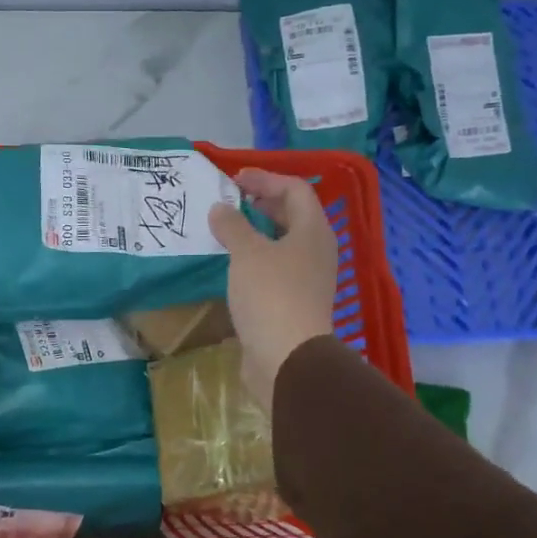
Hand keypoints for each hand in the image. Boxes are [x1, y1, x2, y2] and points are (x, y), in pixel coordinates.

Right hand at [208, 169, 339, 410]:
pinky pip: (274, 269)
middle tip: (229, 202)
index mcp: (313, 231)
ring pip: (282, 244)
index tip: (235, 180)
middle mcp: (316, 251)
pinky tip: (231, 266)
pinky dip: (254, 260)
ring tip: (225, 231)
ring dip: (255, 234)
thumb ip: (232, 226)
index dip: (266, 178)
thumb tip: (220, 209)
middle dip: (261, 204)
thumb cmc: (271, 295)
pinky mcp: (294, 303)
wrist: (287, 358)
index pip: (296, 189)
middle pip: (292, 216)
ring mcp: (307, 279)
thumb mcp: (247, 253)